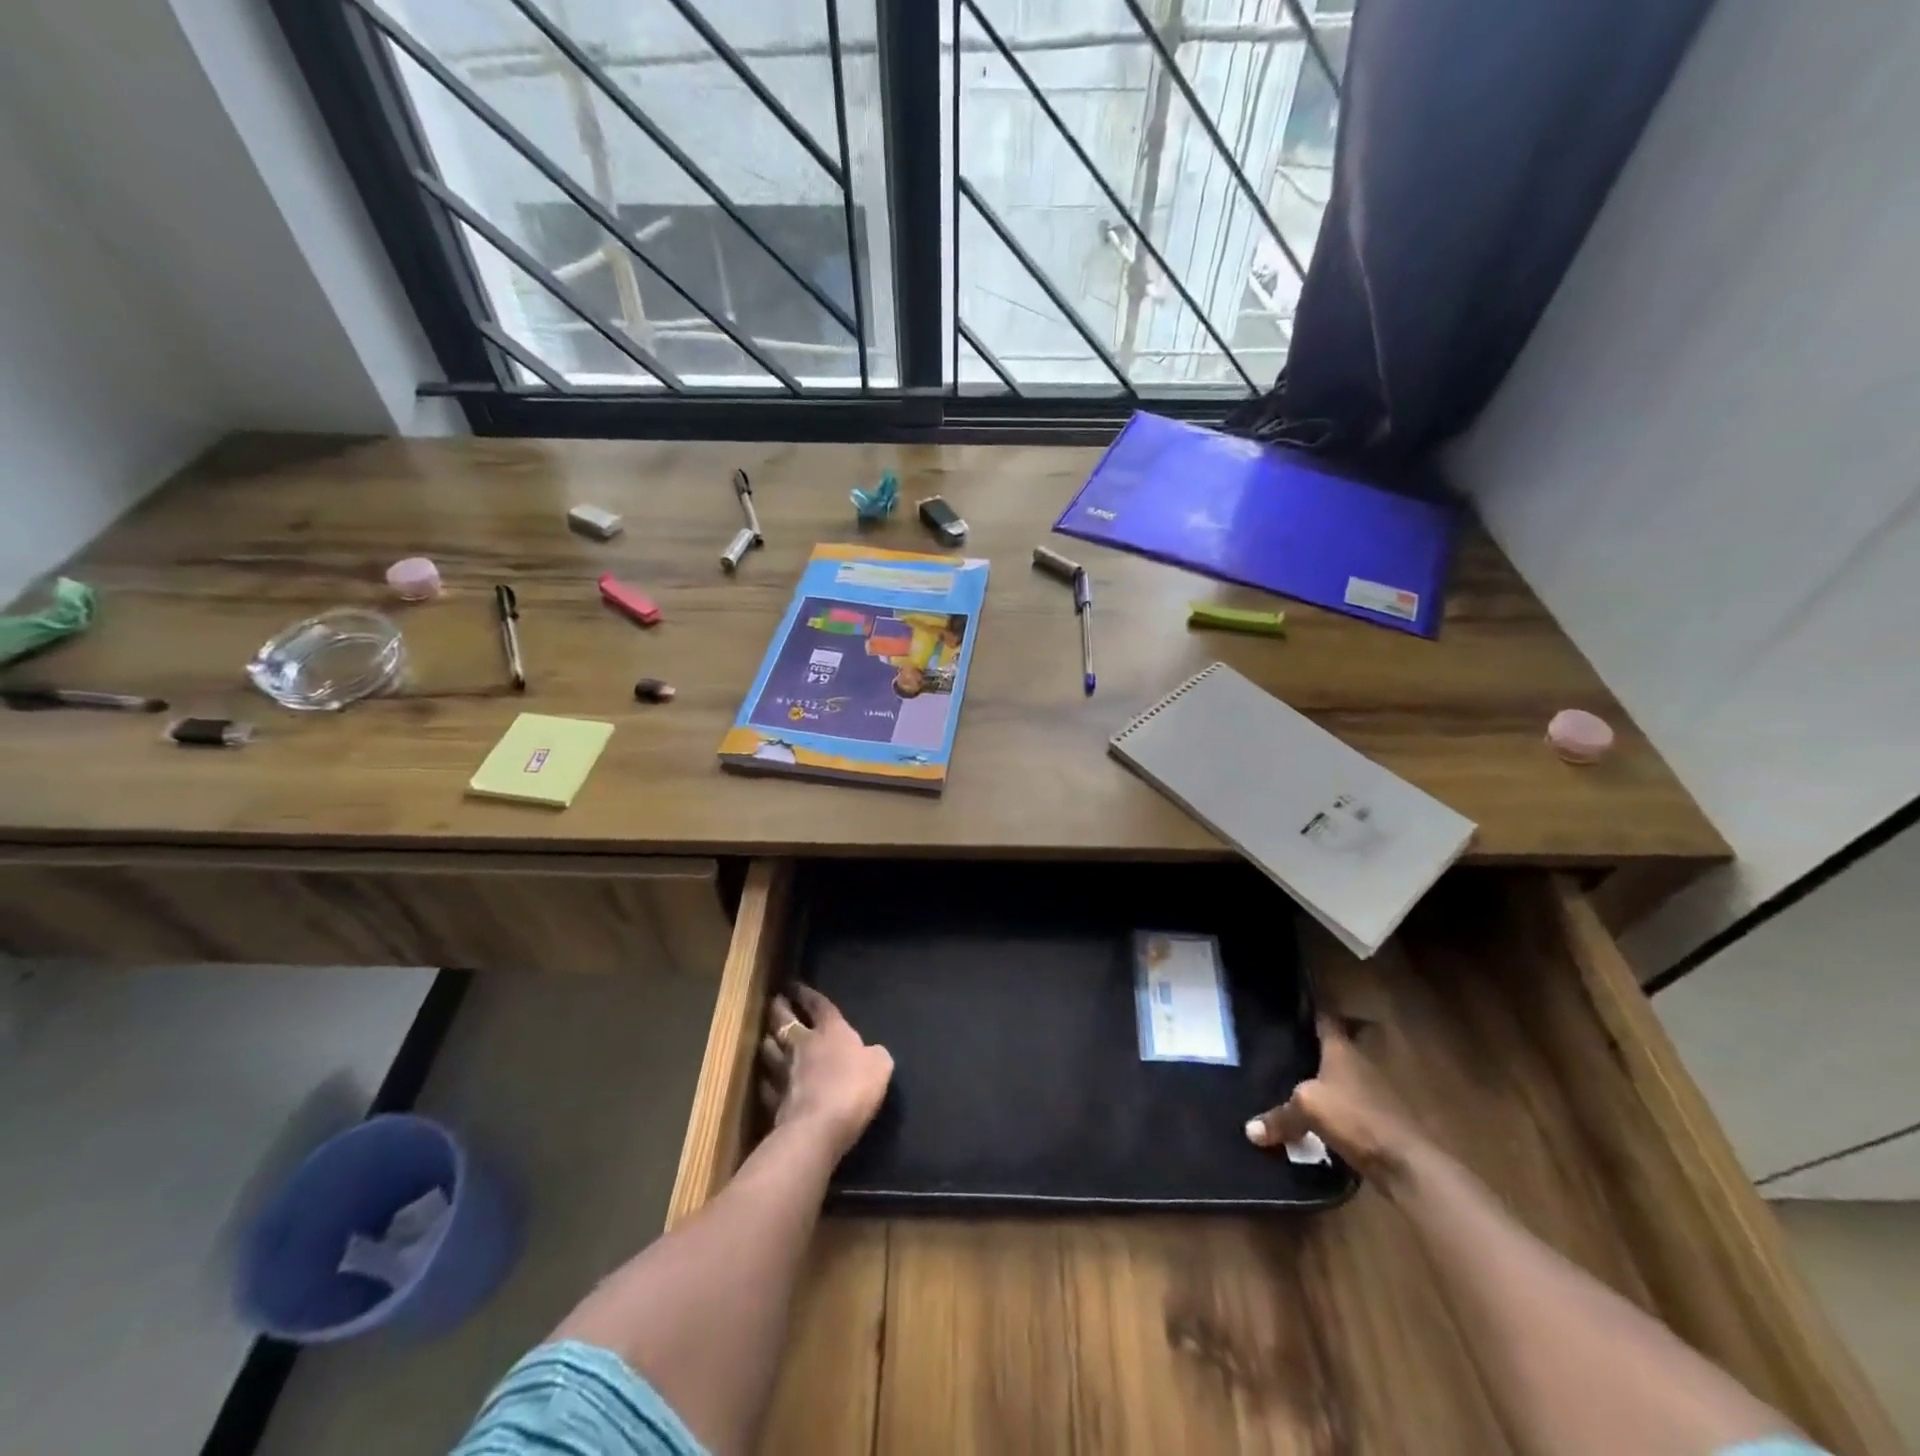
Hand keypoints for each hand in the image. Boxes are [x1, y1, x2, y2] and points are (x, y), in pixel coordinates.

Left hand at [759, 985, 893, 1159]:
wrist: (819, 1127)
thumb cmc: (853, 1087)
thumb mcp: (880, 1066)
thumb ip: (875, 1055)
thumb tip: (871, 1053)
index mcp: (831, 1031)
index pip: (818, 1005)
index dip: (807, 994)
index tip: (795, 984)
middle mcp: (803, 1046)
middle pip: (785, 1021)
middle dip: (779, 1008)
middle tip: (775, 1000)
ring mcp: (784, 1073)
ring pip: (769, 1050)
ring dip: (768, 1041)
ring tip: (766, 1036)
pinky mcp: (774, 1102)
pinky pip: (766, 1085)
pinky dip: (765, 1079)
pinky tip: (764, 1079)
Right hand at [1245, 1016, 1429, 1187]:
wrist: (1407, 1164)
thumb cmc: (1355, 1117)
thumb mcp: (1307, 1109)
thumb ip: (1279, 1116)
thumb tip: (1250, 1131)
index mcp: (1342, 1050)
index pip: (1327, 1019)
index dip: (1314, 1008)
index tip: (1297, 1000)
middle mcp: (1359, 1064)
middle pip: (1336, 1048)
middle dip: (1315, 1048)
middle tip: (1286, 1046)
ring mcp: (1373, 1094)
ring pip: (1341, 1079)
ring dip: (1324, 1082)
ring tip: (1291, 1084)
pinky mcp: (1378, 1122)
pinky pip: (1347, 1109)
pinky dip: (1332, 1111)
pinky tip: (1312, 1121)